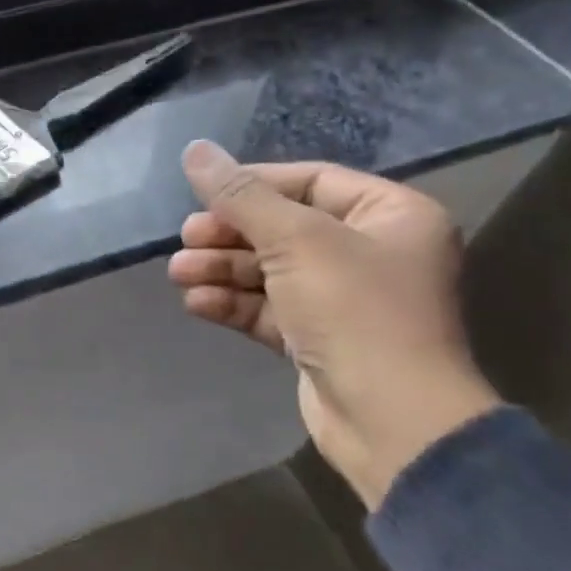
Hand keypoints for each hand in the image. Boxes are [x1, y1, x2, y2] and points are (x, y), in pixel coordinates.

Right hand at [168, 141, 501, 505]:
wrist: (391, 422)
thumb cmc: (355, 312)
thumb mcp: (295, 241)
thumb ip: (241, 195)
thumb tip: (194, 149)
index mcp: (391, 215)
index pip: (311, 181)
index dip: (253, 184)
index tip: (203, 193)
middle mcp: (372, 252)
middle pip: (285, 227)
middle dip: (231, 234)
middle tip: (187, 238)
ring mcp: (345, 300)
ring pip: (272, 271)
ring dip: (223, 270)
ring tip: (179, 273)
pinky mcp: (320, 339)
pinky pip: (270, 309)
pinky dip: (234, 304)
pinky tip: (196, 303)